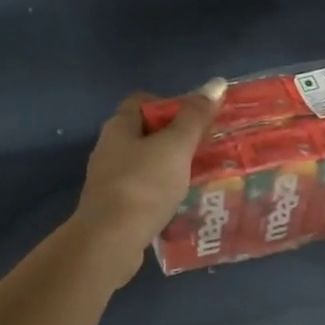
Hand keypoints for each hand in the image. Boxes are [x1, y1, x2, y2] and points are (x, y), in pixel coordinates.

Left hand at [70, 80, 226, 277]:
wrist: (109, 241)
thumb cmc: (144, 185)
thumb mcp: (176, 146)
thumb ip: (195, 117)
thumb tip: (216, 83)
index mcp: (119, 126)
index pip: (141, 101)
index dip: (168, 103)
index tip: (195, 118)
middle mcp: (109, 148)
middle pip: (145, 133)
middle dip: (175, 138)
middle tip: (205, 148)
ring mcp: (109, 180)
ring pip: (145, 164)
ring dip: (170, 168)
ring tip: (199, 177)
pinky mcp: (113, 208)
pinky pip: (143, 192)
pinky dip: (161, 194)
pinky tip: (181, 205)